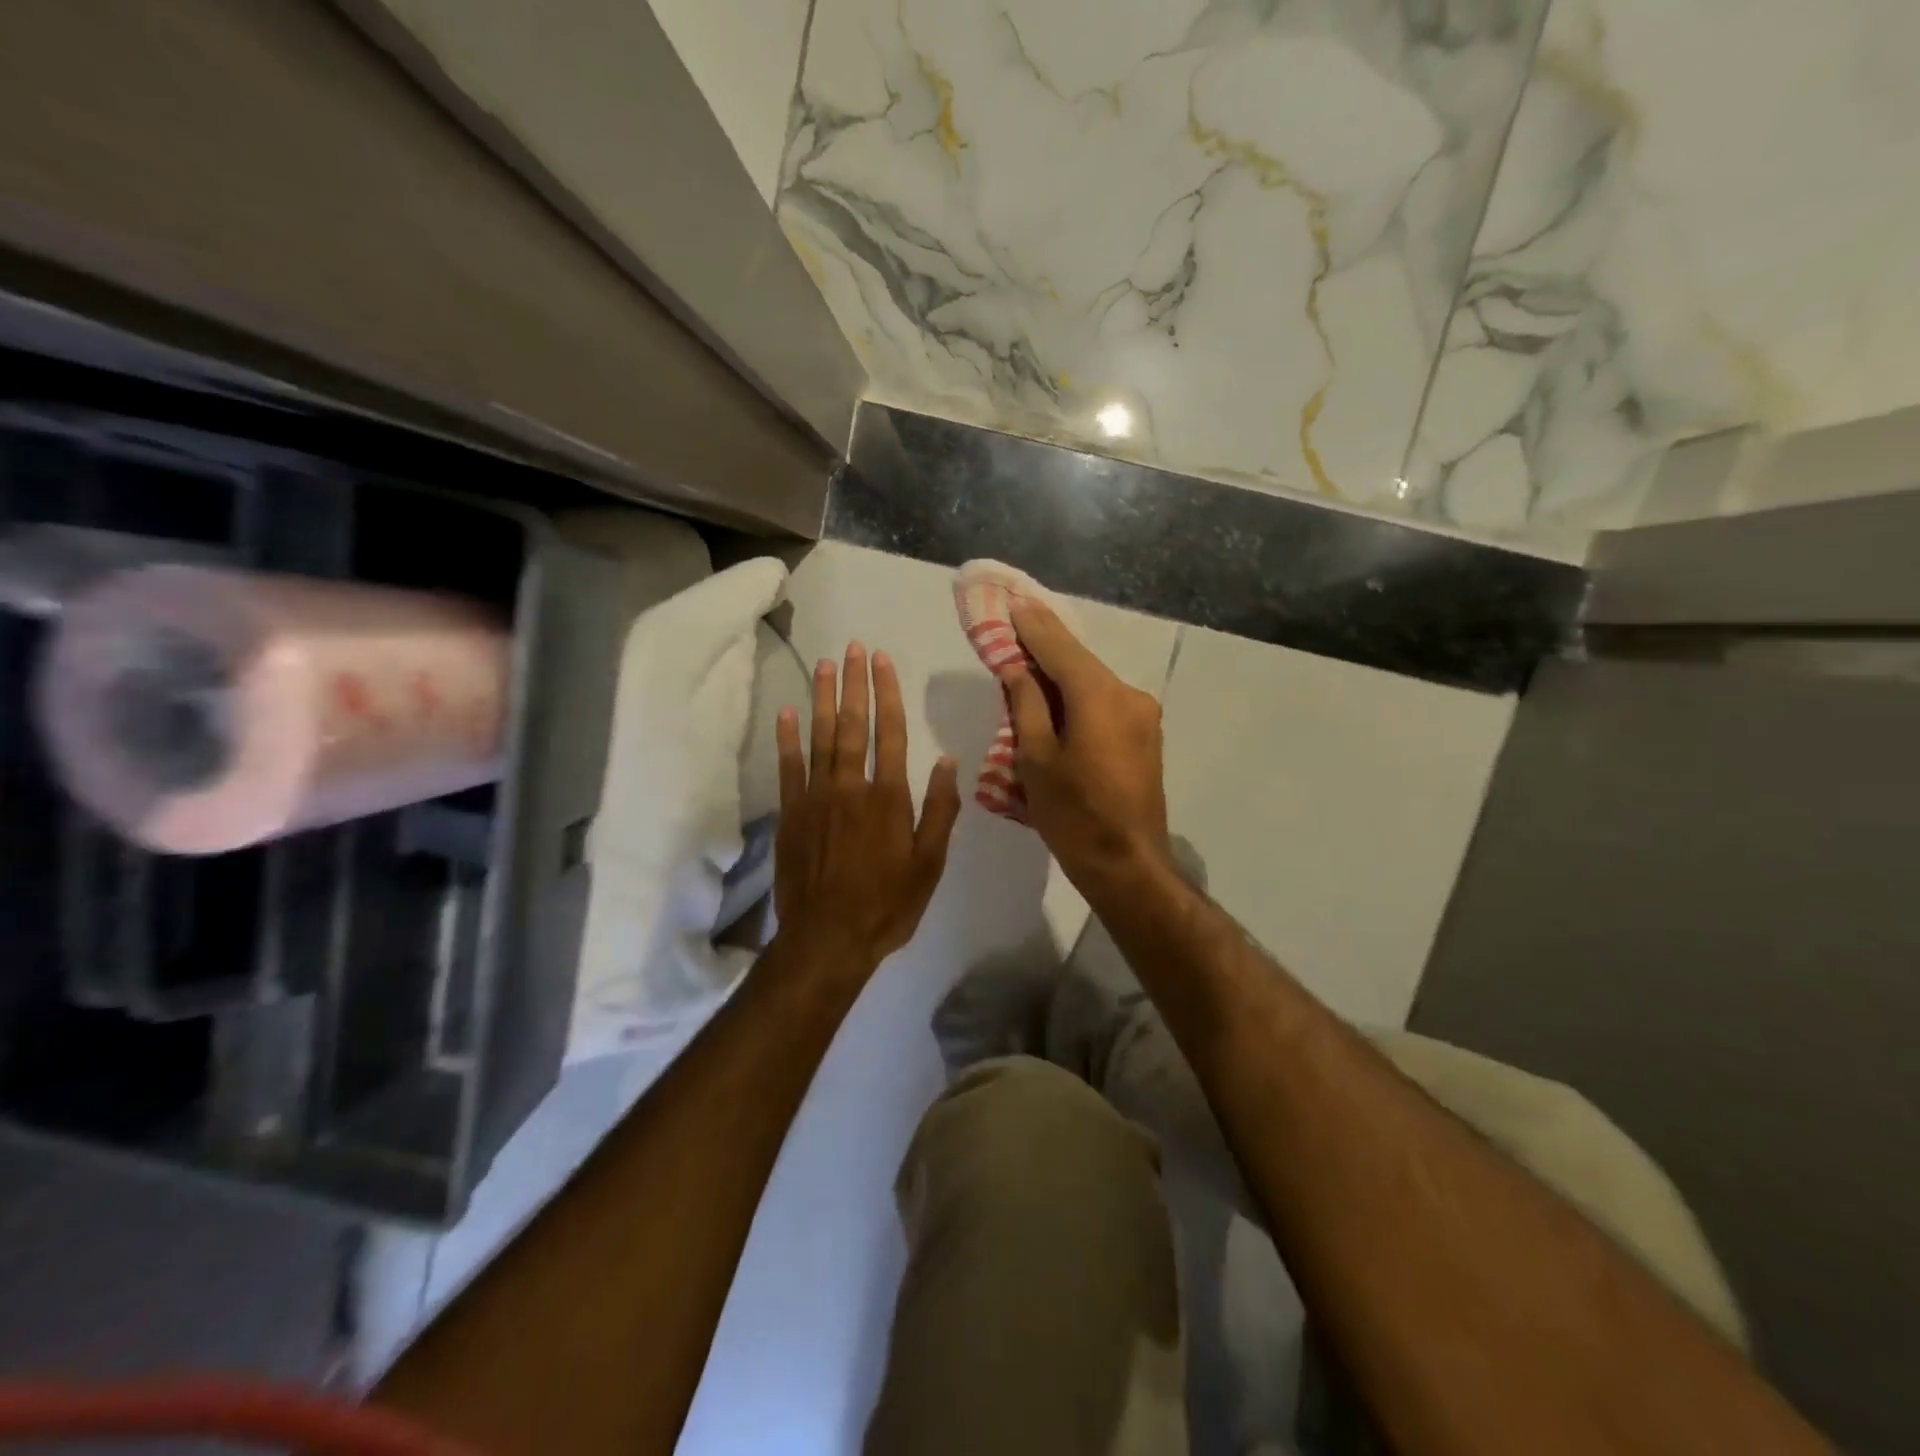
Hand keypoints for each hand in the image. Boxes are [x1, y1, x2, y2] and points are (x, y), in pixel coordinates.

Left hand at [774, 642, 961, 973]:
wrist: (828, 938)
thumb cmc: (887, 904)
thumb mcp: (929, 863)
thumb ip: (939, 809)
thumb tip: (947, 760)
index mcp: (889, 797)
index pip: (890, 733)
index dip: (887, 694)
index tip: (883, 661)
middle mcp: (851, 787)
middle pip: (854, 725)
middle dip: (855, 683)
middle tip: (853, 647)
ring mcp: (816, 798)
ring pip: (820, 737)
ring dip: (823, 698)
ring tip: (824, 664)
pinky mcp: (791, 813)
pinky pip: (788, 766)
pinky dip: (787, 738)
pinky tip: (787, 711)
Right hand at [1004, 598, 1169, 889]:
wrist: (1128, 865)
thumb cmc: (1073, 816)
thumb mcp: (1035, 760)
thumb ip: (1026, 704)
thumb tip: (1017, 667)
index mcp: (1099, 696)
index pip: (1059, 647)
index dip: (1031, 624)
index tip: (1010, 601)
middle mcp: (1129, 694)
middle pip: (1079, 661)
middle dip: (1045, 646)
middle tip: (1013, 627)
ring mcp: (1143, 715)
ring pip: (1093, 682)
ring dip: (1061, 673)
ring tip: (1028, 666)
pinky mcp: (1146, 735)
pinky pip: (1105, 702)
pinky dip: (1079, 696)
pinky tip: (1057, 700)